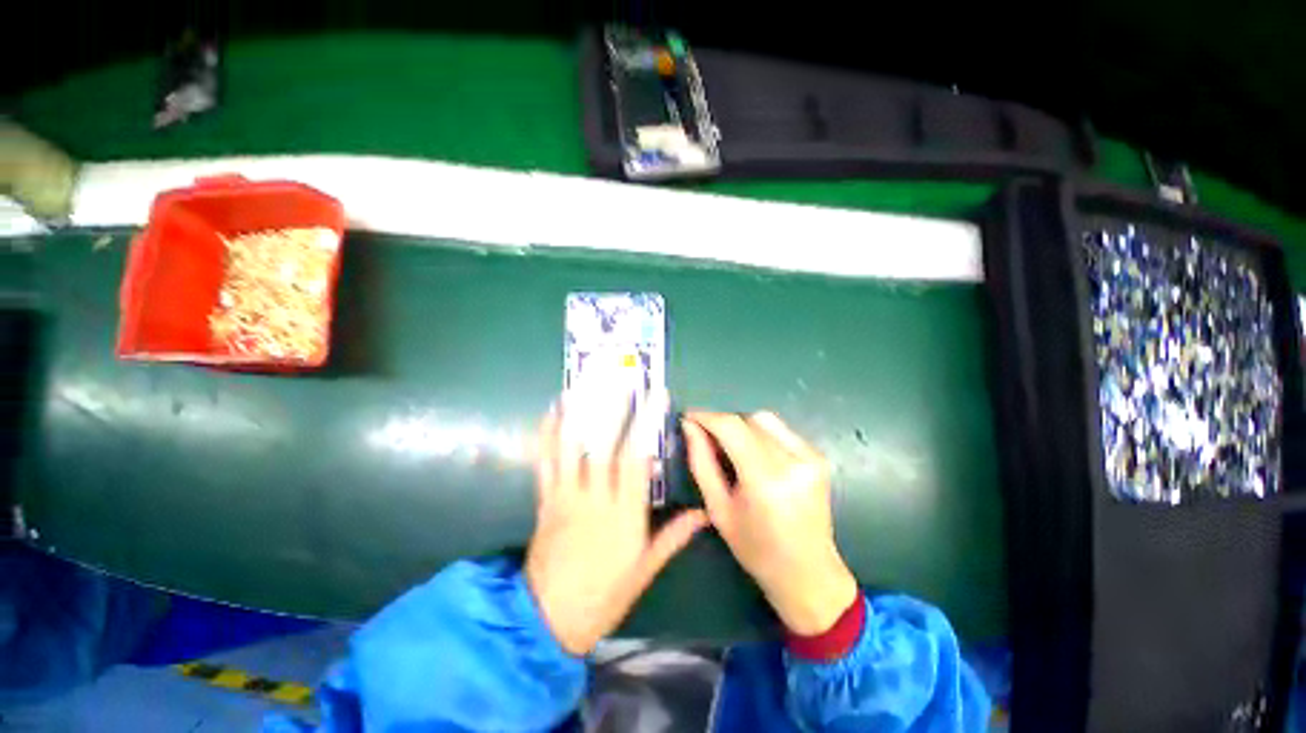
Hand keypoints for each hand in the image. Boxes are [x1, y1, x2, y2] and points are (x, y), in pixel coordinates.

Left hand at [525, 398, 707, 655]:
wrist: (549, 619)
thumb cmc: (605, 595)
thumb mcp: (645, 569)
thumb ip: (674, 536)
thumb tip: (704, 514)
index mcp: (624, 513)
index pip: (637, 458)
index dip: (646, 424)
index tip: (655, 398)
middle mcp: (595, 498)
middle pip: (604, 445)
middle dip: (614, 409)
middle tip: (620, 379)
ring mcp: (566, 497)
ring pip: (570, 449)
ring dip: (576, 415)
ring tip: (581, 386)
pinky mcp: (545, 501)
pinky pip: (545, 464)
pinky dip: (546, 436)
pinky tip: (550, 414)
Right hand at [683, 411, 857, 634]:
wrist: (809, 572)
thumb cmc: (756, 549)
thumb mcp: (718, 508)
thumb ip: (701, 462)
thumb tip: (689, 426)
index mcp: (765, 479)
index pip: (731, 427)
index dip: (707, 416)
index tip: (689, 416)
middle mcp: (792, 460)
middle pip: (748, 419)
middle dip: (723, 422)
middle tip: (707, 437)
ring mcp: (810, 456)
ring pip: (765, 420)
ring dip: (742, 426)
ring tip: (731, 447)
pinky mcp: (818, 456)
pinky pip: (781, 430)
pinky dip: (761, 434)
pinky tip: (755, 455)